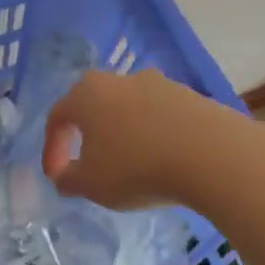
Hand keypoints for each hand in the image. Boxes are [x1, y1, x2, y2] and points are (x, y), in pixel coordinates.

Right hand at [42, 70, 236, 210]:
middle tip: (91, 165)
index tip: (58, 176)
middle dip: (89, 137)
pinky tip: (162, 162)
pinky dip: (154, 137)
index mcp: (87, 94)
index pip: (58, 117)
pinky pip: (161, 117)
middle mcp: (120, 79)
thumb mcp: (91, 185)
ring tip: (131, 167)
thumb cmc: (137, 167)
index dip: (52, 149)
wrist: (212, 154)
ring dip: (124, 136)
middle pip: (95, 106)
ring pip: (130, 110)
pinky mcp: (190, 96)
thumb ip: (68, 180)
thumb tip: (64, 176)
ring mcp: (159, 84)